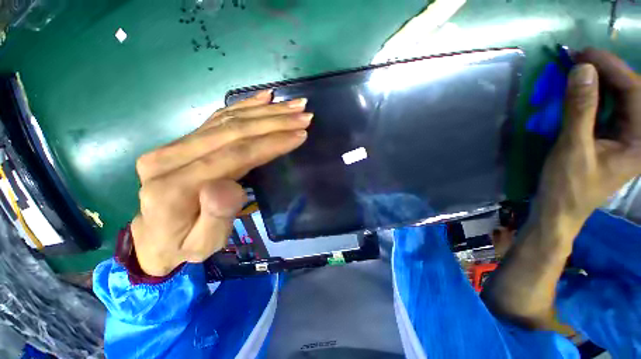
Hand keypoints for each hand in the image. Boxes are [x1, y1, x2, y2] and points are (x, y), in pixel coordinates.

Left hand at [131, 90, 311, 275]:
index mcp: (174, 188)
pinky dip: (245, 106)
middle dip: (274, 122)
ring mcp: (174, 145)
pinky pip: (218, 118)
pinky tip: (265, 99)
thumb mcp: (203, 244)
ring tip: (293, 105)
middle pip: (232, 131)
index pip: (235, 155)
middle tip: (303, 115)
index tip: (300, 135)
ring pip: (228, 120)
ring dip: (265, 112)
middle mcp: (170, 158)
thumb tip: (228, 186)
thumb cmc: (183, 246)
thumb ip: (214, 218)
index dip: (271, 143)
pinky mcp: (183, 142)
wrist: (152, 239)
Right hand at [535, 48, 640, 236]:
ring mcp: (625, 136)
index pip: (635, 91)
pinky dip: (593, 96)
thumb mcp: (573, 148)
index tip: (584, 53)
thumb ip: (580, 109)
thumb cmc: (567, 186)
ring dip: (600, 82)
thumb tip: (581, 69)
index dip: (612, 67)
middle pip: (631, 92)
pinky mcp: (610, 138)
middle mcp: (639, 135)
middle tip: (580, 59)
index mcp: (640, 141)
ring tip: (578, 71)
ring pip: (620, 98)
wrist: (558, 210)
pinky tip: (580, 90)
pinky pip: (607, 109)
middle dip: (607, 71)